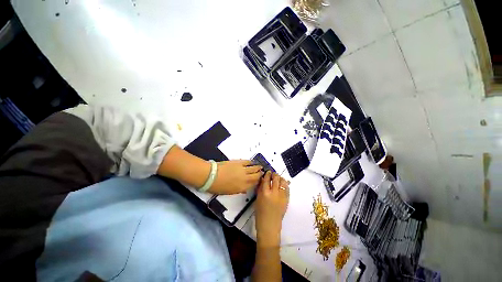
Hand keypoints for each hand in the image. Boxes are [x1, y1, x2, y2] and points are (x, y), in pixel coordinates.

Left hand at [208, 160, 262, 194]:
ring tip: (260, 167)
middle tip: (262, 172)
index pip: (254, 184)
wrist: (211, 175)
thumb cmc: (218, 186)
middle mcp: (245, 178)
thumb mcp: (229, 192)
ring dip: (258, 168)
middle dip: (260, 174)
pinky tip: (252, 162)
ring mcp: (243, 170)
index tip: (260, 180)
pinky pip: (247, 162)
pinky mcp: (239, 162)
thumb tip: (244, 190)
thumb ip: (239, 190)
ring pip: (254, 168)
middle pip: (256, 176)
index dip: (258, 182)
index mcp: (242, 187)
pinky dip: (251, 162)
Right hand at [255, 171, 289, 247]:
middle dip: (275, 174)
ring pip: (283, 182)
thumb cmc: (260, 213)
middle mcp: (274, 193)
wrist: (269, 225)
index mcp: (265, 193)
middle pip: (276, 178)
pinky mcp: (287, 200)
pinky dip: (285, 184)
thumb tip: (263, 179)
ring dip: (281, 178)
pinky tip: (283, 184)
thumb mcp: (258, 199)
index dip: (268, 174)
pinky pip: (287, 189)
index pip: (267, 179)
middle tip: (273, 174)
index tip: (268, 172)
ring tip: (278, 178)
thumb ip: (260, 188)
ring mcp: (282, 196)